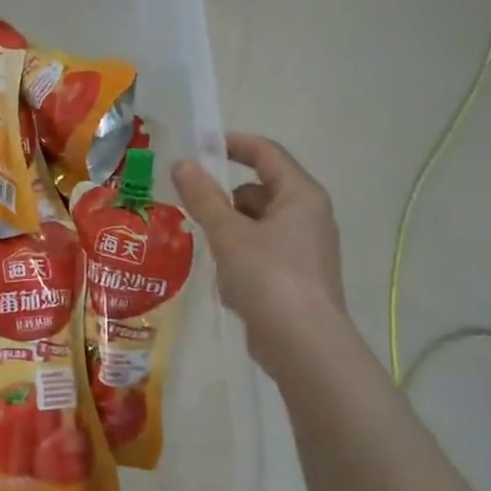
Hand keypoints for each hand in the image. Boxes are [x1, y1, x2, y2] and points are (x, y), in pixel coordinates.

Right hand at [173, 134, 346, 368]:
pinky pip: (260, 254)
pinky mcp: (296, 279)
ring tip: (209, 252)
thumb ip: (203, 197)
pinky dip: (240, 260)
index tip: (198, 145)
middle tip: (192, 208)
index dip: (232, 144)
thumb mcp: (228, 233)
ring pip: (256, 226)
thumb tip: (182, 164)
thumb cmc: (269, 278)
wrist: (304, 346)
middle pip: (258, 191)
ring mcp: (304, 250)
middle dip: (224, 199)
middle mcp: (308, 217)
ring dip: (229, 234)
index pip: (266, 153)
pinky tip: (227, 285)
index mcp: (300, 196)